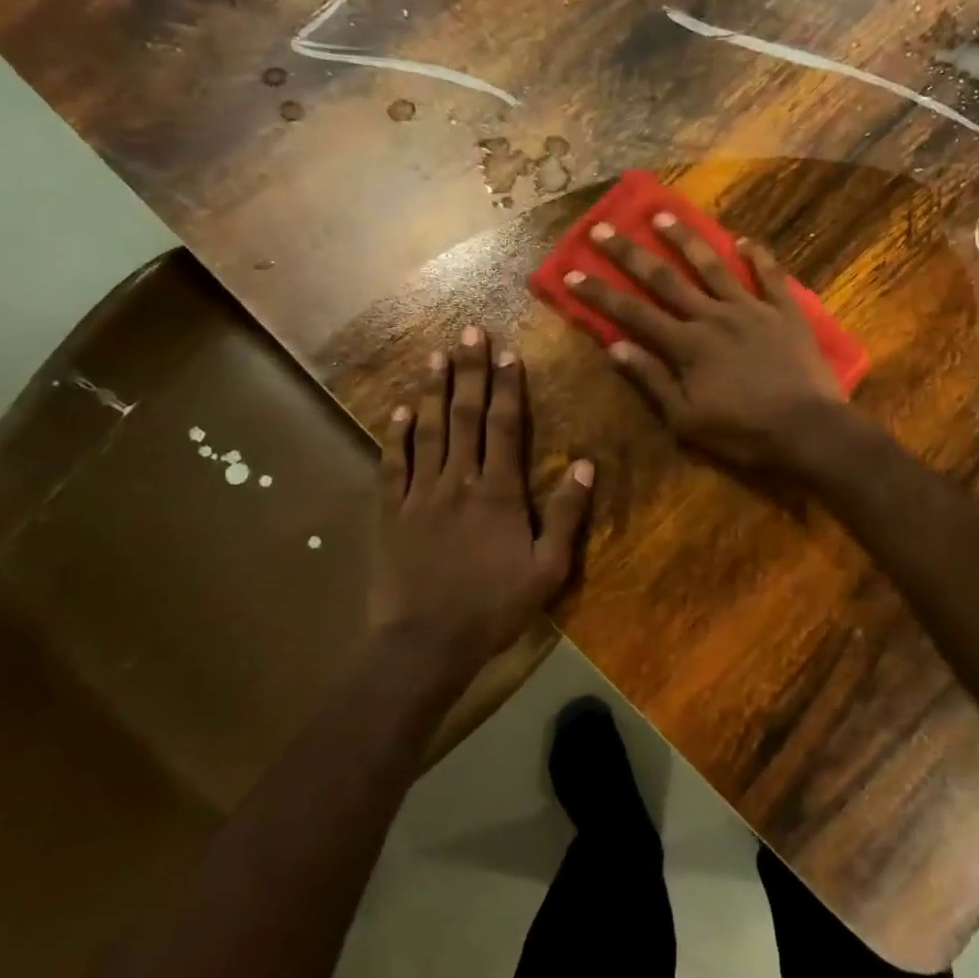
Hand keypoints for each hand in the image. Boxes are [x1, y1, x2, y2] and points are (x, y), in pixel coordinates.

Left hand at [375, 329, 592, 666]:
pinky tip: (398, 410)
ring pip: (428, 430)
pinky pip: (393, 464)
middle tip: (468, 332)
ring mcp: (420, 494)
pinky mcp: (391, 512)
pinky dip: (396, 434)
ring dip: (433, 391)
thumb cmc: (493, 608)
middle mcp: (458, 481)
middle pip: (465, 416)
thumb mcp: (548, 569)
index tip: (509, 353)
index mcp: (499, 493)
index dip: (508, 387)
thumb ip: (566, 514)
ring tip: (435, 355)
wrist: (424, 644)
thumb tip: (587, 464)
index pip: (506, 427)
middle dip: (470, 372)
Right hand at [566, 214, 846, 470]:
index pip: (633, 313)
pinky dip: (758, 256)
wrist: (808, 430)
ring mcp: (751, 310)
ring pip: (713, 266)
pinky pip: (770, 276)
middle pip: (665, 279)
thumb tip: (615, 348)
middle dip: (630, 253)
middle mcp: (713, 317)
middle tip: (604, 227)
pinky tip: (746, 240)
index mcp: (686, 346)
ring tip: (663, 215)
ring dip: (686, 239)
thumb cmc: (743, 433)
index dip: (600, 293)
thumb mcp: (687, 420)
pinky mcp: (786, 312)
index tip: (572, 270)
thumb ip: (653, 381)